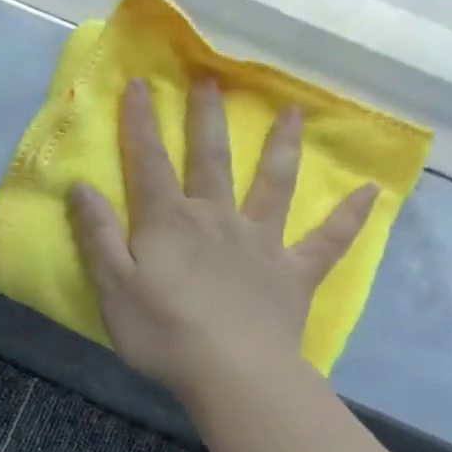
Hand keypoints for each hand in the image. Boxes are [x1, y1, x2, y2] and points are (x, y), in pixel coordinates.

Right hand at [68, 79, 375, 397]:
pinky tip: (370, 193)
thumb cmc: (162, 332)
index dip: (140, 124)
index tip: (139, 84)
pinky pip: (327, 241)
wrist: (232, 372)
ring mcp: (260, 243)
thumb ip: (98, 235)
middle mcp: (216, 219)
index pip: (148, 163)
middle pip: (211, 159)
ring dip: (281, 147)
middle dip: (207, 118)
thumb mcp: (113, 287)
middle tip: (212, 78)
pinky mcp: (293, 273)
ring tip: (293, 112)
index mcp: (169, 222)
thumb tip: (81, 187)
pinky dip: (350, 217)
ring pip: (274, 184)